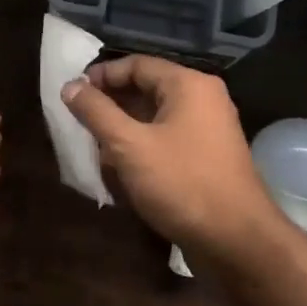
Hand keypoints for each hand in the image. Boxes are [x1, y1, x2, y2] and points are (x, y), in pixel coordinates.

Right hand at [61, 57, 277, 254]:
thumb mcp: (129, 146)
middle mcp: (203, 99)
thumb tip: (70, 86)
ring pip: (155, 117)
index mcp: (188, 85)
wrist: (236, 241)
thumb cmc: (181, 183)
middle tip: (79, 122)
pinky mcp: (207, 157)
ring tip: (94, 148)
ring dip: (123, 129)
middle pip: (146, 88)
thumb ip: (96, 112)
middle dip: (110, 105)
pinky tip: (120, 169)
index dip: (101, 75)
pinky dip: (142, 147)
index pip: (136, 64)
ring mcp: (208, 129)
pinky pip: (167, 139)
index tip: (72, 93)